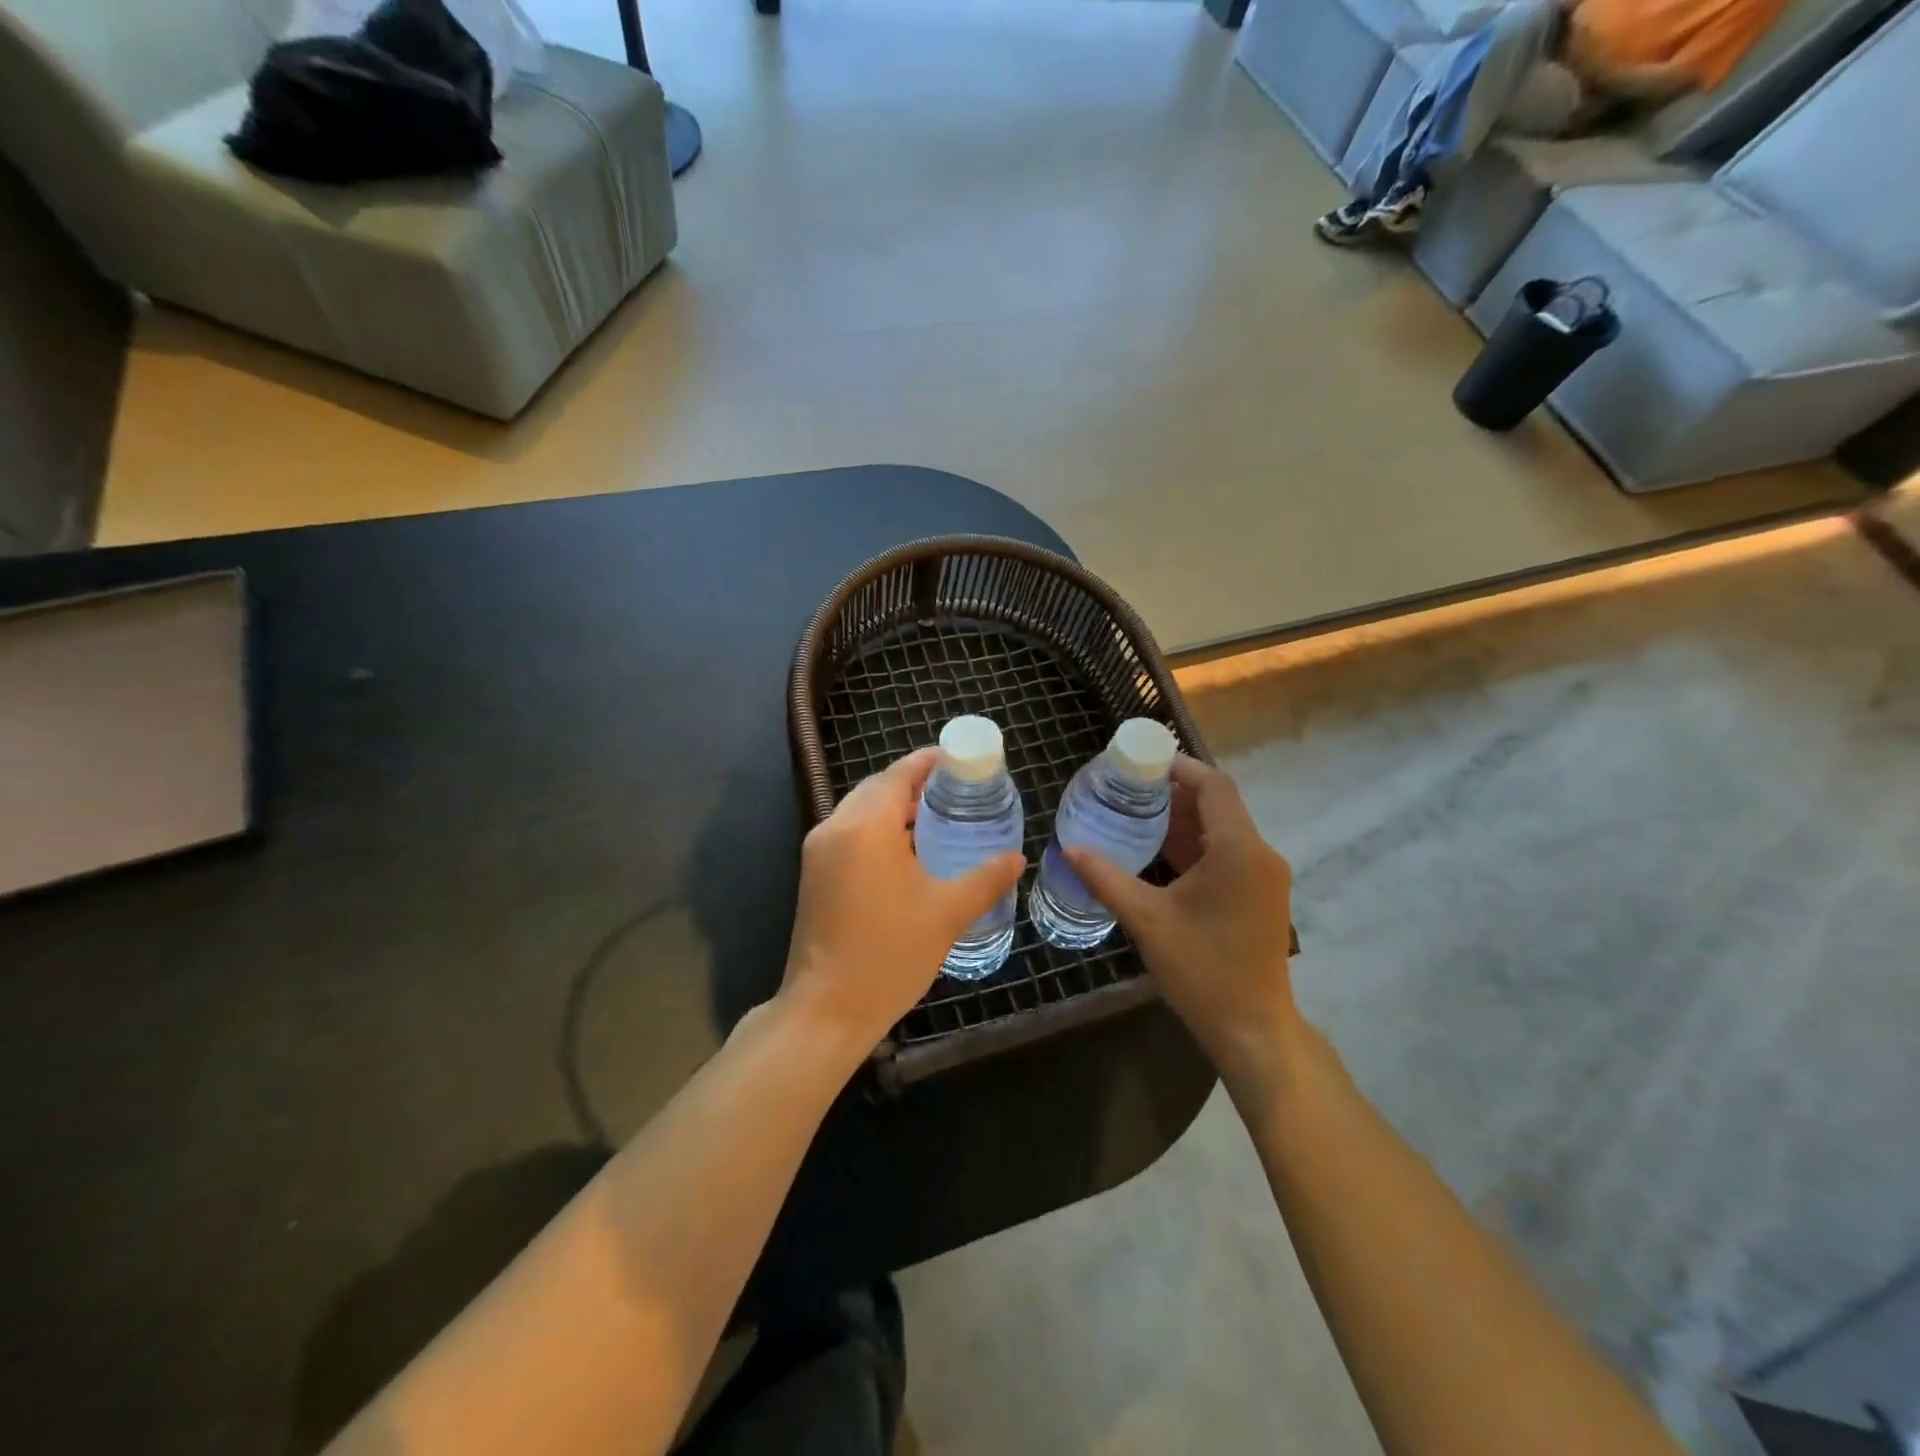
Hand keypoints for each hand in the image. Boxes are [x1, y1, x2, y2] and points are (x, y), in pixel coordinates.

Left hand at [780, 747, 1024, 1060]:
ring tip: (938, 816)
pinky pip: (850, 833)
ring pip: (860, 810)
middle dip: (914, 782)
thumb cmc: (889, 954)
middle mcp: (835, 827)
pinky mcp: (814, 874)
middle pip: (877, 787)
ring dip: (895, 806)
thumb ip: (986, 878)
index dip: (929, 762)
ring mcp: (819, 851)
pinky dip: (878, 829)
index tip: (960, 761)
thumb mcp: (947, 913)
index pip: (898, 774)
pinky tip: (908, 850)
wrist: (827, 1010)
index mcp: (865, 826)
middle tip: (956, 790)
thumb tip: (1017, 858)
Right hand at [1064, 757, 1298, 1088]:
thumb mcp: (1147, 920)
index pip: (1214, 786)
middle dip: (1175, 793)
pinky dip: (1196, 845)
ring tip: (1136, 812)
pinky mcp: (1260, 896)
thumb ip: (1107, 879)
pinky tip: (1159, 851)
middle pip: (1219, 805)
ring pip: (1223, 830)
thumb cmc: (1202, 970)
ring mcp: (1264, 877)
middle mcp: (1259, 855)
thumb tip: (1069, 849)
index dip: (1180, 767)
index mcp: (1238, 850)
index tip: (1142, 761)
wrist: (1253, 1029)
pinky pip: (1227, 854)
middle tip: (1128, 786)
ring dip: (1184, 819)